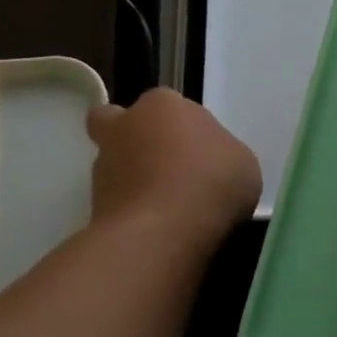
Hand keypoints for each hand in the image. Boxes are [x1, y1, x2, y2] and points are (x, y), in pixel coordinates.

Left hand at [86, 90, 260, 247]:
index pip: (168, 103)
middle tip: (163, 164)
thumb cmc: (211, 182)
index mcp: (163, 104)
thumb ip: (220, 153)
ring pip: (113, 163)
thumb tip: (206, 162)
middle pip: (118, 121)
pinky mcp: (93, 204)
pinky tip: (157, 228)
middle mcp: (124, 127)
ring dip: (132, 178)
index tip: (200, 149)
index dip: (183, 125)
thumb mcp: (242, 162)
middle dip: (134, 138)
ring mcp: (103, 166)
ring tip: (165, 207)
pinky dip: (131, 210)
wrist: (163, 233)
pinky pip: (116, 201)